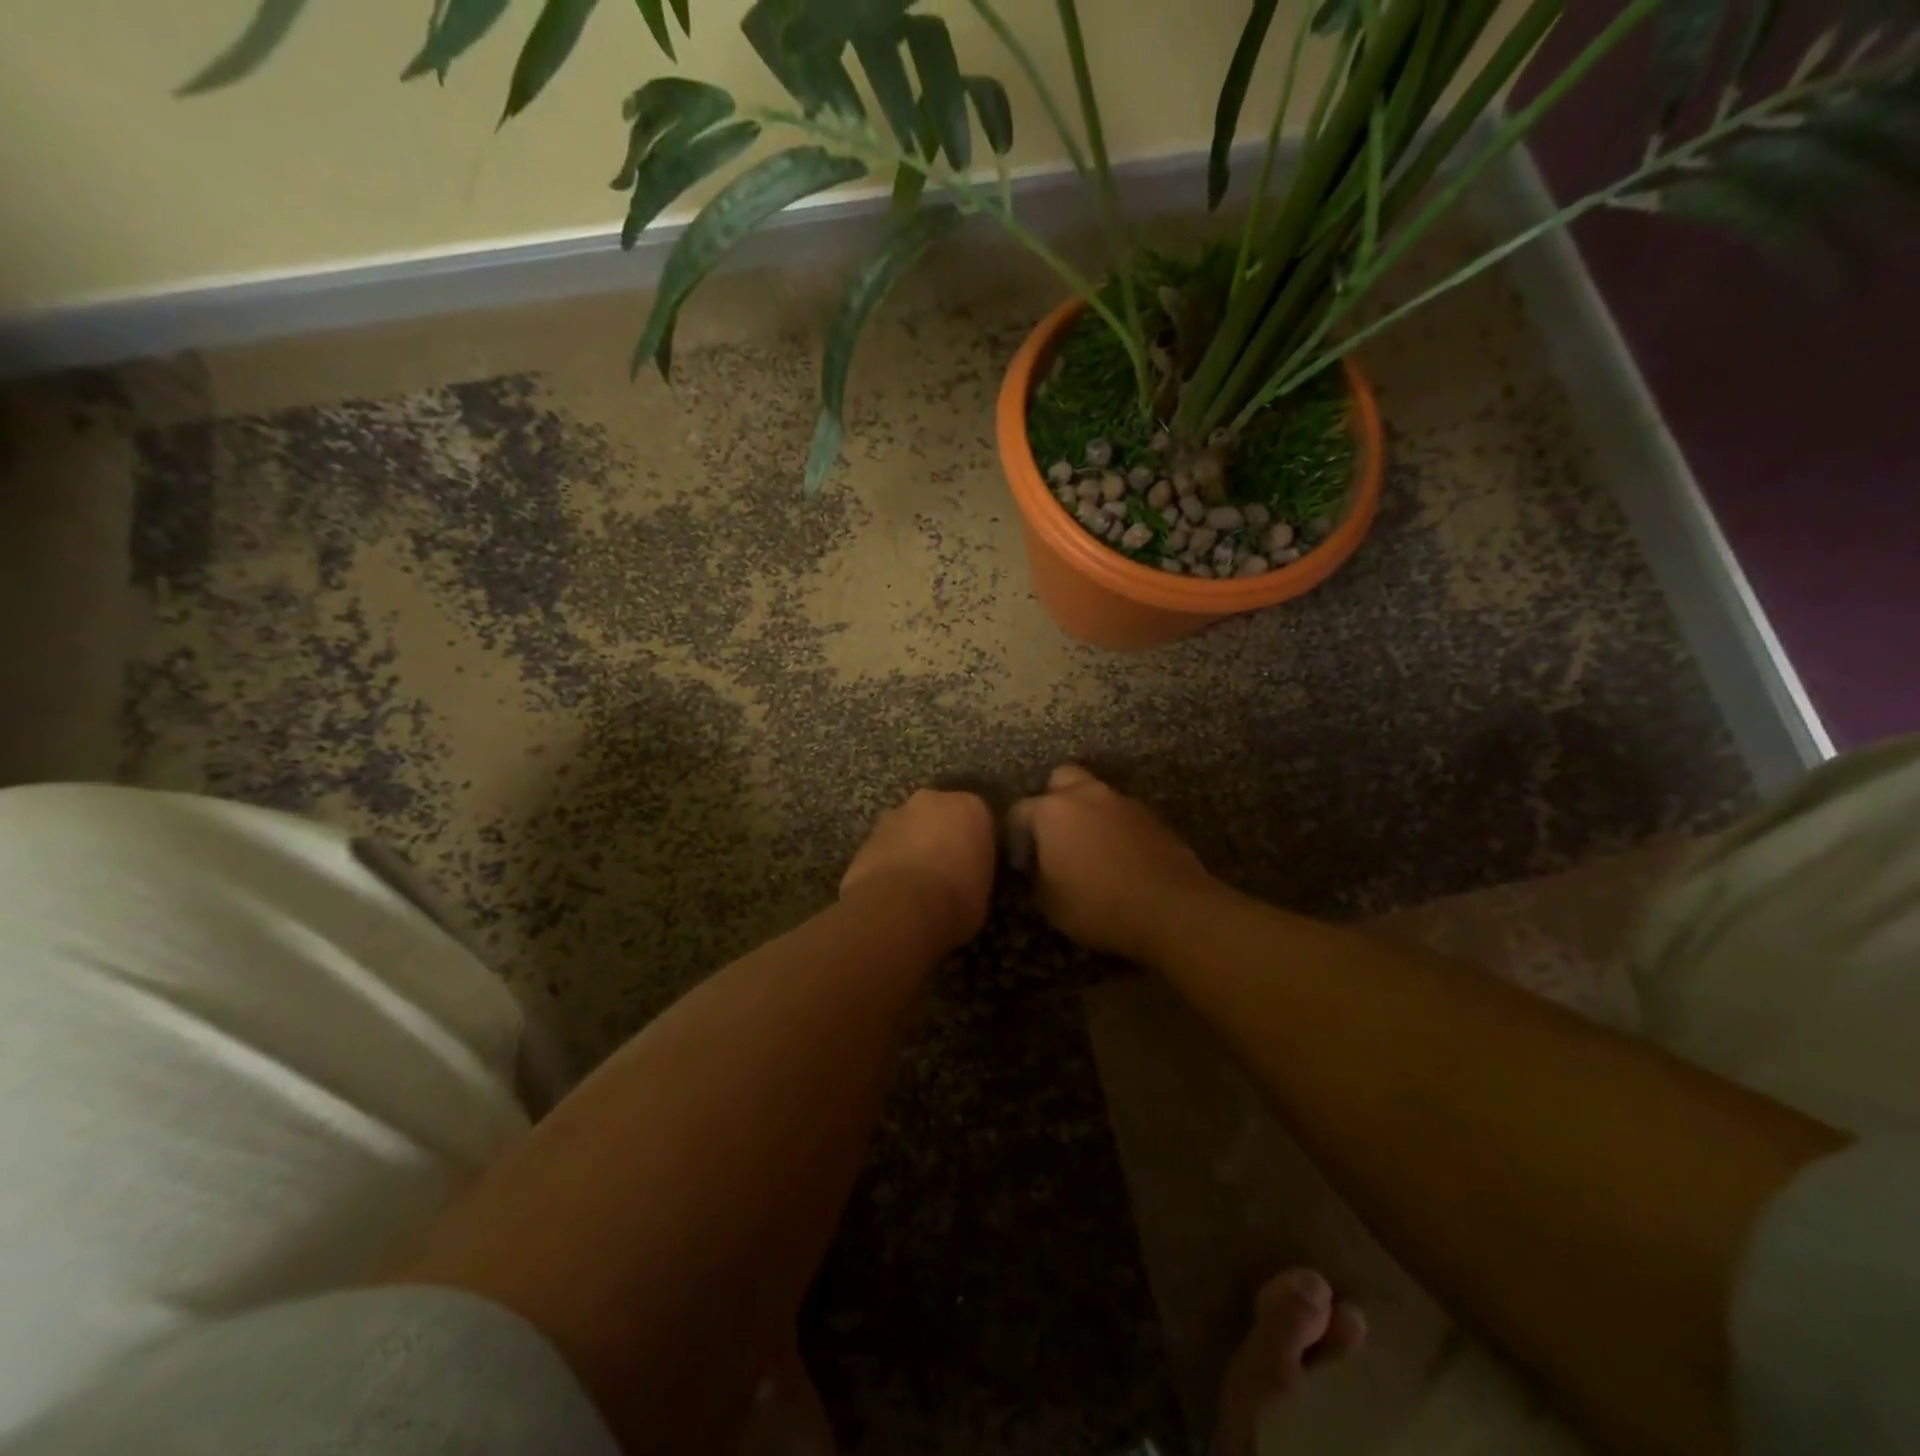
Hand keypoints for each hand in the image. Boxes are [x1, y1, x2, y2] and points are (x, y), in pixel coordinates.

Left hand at [840, 789, 996, 953]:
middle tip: (945, 871)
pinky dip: (889, 862)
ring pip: (908, 828)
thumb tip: (966, 878)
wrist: (899, 909)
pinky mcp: (866, 837)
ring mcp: (895, 815)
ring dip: (911, 846)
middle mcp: (932, 801)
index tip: (974, 867)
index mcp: (970, 808)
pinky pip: (885, 847)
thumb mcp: (984, 890)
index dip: (975, 845)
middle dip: (941, 836)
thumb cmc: (956, 899)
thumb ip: (974, 870)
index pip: (979, 820)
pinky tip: (891, 890)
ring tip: (914, 884)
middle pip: (940, 815)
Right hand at [1010, 765, 1213, 959]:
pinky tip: (1120, 857)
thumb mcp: (1049, 904)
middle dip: (1053, 800)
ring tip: (1091, 850)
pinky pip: (1123, 814)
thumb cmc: (1098, 906)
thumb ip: (1036, 877)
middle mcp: (1087, 795)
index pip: (1019, 810)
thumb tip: (1039, 869)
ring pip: (1096, 795)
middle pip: (1061, 779)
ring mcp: (1123, 802)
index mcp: (1052, 811)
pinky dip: (1116, 828)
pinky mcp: (1153, 816)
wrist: (1172, 909)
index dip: (1015, 835)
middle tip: (1056, 835)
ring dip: (1088, 814)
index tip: (1023, 862)